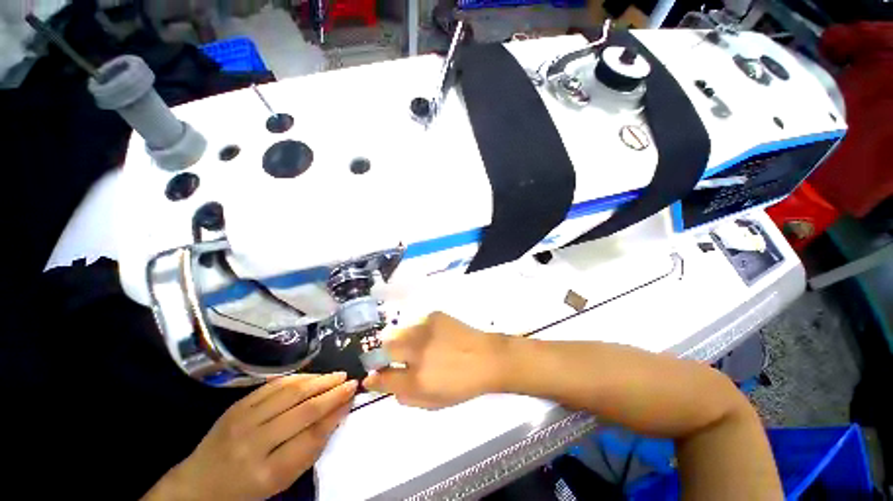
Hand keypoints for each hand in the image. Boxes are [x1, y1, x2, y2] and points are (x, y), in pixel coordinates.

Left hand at [145, 373, 356, 500]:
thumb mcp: (282, 479)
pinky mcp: (237, 405)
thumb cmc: (247, 488)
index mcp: (267, 472)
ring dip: (319, 380)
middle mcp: (254, 443)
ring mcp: (242, 420)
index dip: (336, 413)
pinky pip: (274, 385)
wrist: (200, 483)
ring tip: (337, 375)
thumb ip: (311, 448)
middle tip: (351, 381)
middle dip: (332, 393)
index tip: (352, 397)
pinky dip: (298, 378)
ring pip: (290, 392)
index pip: (312, 436)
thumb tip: (338, 413)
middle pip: (303, 410)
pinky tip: (313, 376)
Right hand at [362, 312, 507, 408]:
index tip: (370, 378)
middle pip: (386, 347)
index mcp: (417, 379)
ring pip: (400, 332)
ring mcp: (425, 330)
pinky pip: (418, 323)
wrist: (488, 358)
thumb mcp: (433, 402)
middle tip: (397, 358)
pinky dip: (421, 331)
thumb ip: (406, 396)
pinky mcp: (434, 316)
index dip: (373, 379)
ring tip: (421, 345)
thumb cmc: (462, 385)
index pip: (383, 378)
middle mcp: (417, 352)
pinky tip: (436, 336)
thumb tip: (385, 384)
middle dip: (385, 354)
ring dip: (404, 341)